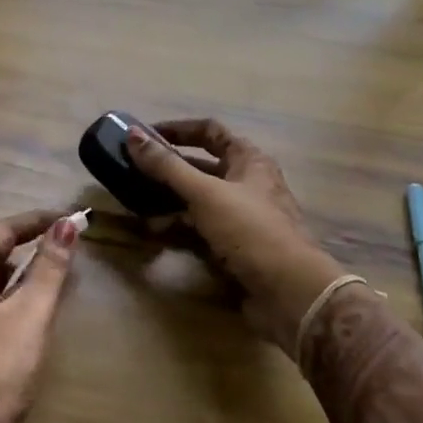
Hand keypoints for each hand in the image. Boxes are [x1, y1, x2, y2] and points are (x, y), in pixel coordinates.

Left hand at [0, 209, 78, 422]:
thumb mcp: (30, 314)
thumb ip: (49, 268)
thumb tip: (67, 224)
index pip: (0, 230)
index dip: (35, 222)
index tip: (68, 218)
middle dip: (26, 248)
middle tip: (63, 248)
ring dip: (18, 277)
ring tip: (52, 279)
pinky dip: (8, 302)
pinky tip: (28, 317)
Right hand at [126, 119, 346, 350]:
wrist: (290, 293)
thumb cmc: (250, 231)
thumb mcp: (205, 193)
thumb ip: (167, 165)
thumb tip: (132, 134)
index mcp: (249, 161)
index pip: (210, 131)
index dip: (178, 129)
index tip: (144, 135)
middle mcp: (248, 184)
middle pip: (202, 167)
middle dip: (168, 168)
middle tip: (133, 170)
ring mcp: (243, 218)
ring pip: (199, 200)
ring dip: (169, 200)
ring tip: (136, 203)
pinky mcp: (237, 247)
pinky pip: (201, 229)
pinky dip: (179, 228)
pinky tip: (155, 233)